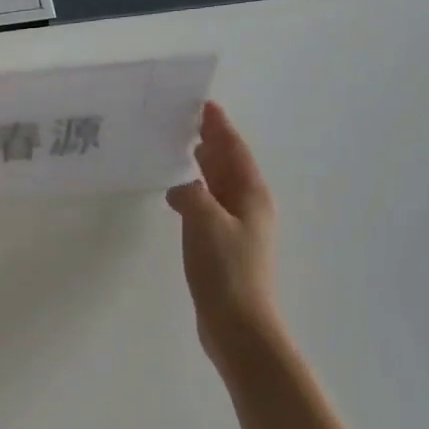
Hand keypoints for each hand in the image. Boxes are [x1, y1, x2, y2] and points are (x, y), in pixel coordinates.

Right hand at [165, 101, 278, 361]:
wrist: (239, 325)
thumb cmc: (226, 271)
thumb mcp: (204, 224)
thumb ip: (192, 195)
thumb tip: (182, 186)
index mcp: (251, 196)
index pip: (234, 150)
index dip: (219, 126)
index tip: (203, 104)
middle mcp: (249, 207)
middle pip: (229, 165)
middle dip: (211, 141)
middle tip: (186, 120)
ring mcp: (238, 228)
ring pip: (219, 186)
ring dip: (203, 166)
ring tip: (181, 149)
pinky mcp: (224, 247)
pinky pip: (209, 206)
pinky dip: (195, 193)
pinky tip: (177, 197)